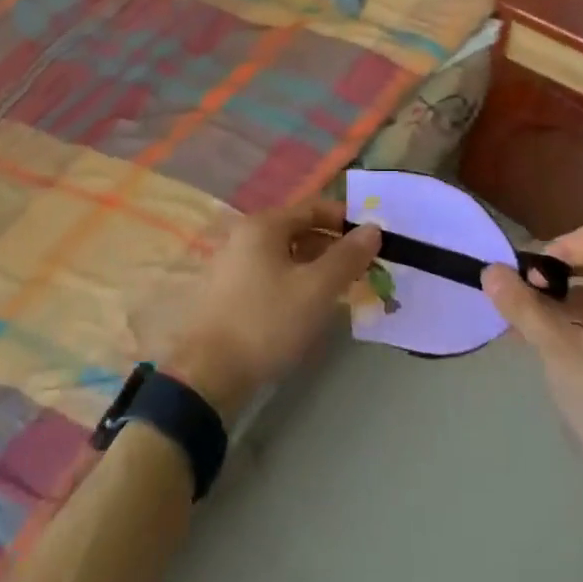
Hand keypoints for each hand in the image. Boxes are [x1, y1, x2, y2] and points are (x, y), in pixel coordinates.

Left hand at [164, 199, 380, 417]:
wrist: (208, 373)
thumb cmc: (266, 322)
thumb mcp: (315, 289)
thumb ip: (346, 257)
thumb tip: (373, 228)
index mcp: (264, 226)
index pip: (313, 207)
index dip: (346, 220)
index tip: (374, 240)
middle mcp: (245, 236)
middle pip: (299, 230)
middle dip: (334, 246)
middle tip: (364, 269)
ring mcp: (235, 264)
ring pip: (286, 255)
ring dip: (316, 266)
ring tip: (344, 289)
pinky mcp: (231, 292)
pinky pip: (272, 274)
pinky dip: (296, 281)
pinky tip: (311, 305)